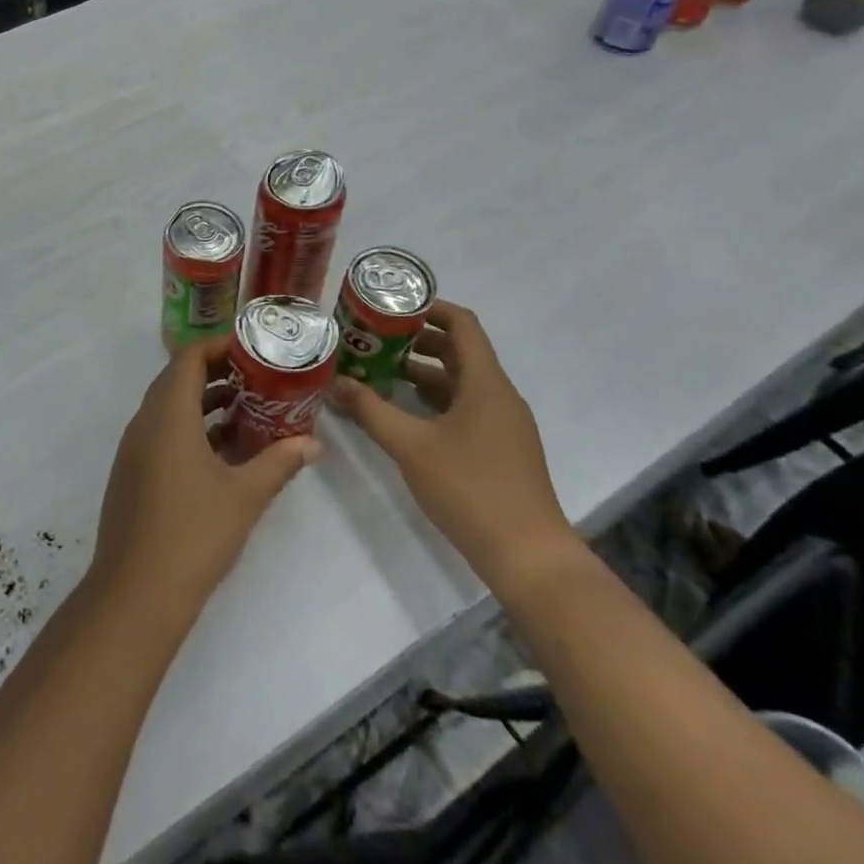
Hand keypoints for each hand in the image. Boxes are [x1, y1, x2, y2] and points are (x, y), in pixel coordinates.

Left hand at [92, 338, 320, 630]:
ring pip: (170, 407)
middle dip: (217, 372)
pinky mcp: (133, 472)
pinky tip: (223, 452)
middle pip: (178, 378)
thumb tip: (313, 443)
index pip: (189, 356)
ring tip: (248, 411)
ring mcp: (135, 448)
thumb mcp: (245, 496)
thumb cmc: (193, 534)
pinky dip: (191, 429)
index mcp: (168, 414)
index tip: (253, 350)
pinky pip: (162, 432)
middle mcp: (145, 421)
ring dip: (205, 403)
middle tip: (258, 378)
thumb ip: (279, 463)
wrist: (135, 592)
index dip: (219, 345)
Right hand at [328, 300, 579, 603]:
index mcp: (486, 383)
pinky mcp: (498, 449)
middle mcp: (498, 396)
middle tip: (371, 338)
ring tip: (376, 370)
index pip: (462, 324)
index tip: (390, 305)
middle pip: (457, 351)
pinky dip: (431, 400)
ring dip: (419, 372)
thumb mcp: (411, 446)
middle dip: (414, 340)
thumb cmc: (471, 489)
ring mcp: (501, 424)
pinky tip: (400, 412)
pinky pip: (462, 408)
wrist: (528, 558)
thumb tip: (336, 382)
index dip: (428, 308)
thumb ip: (370, 411)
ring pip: (457, 382)